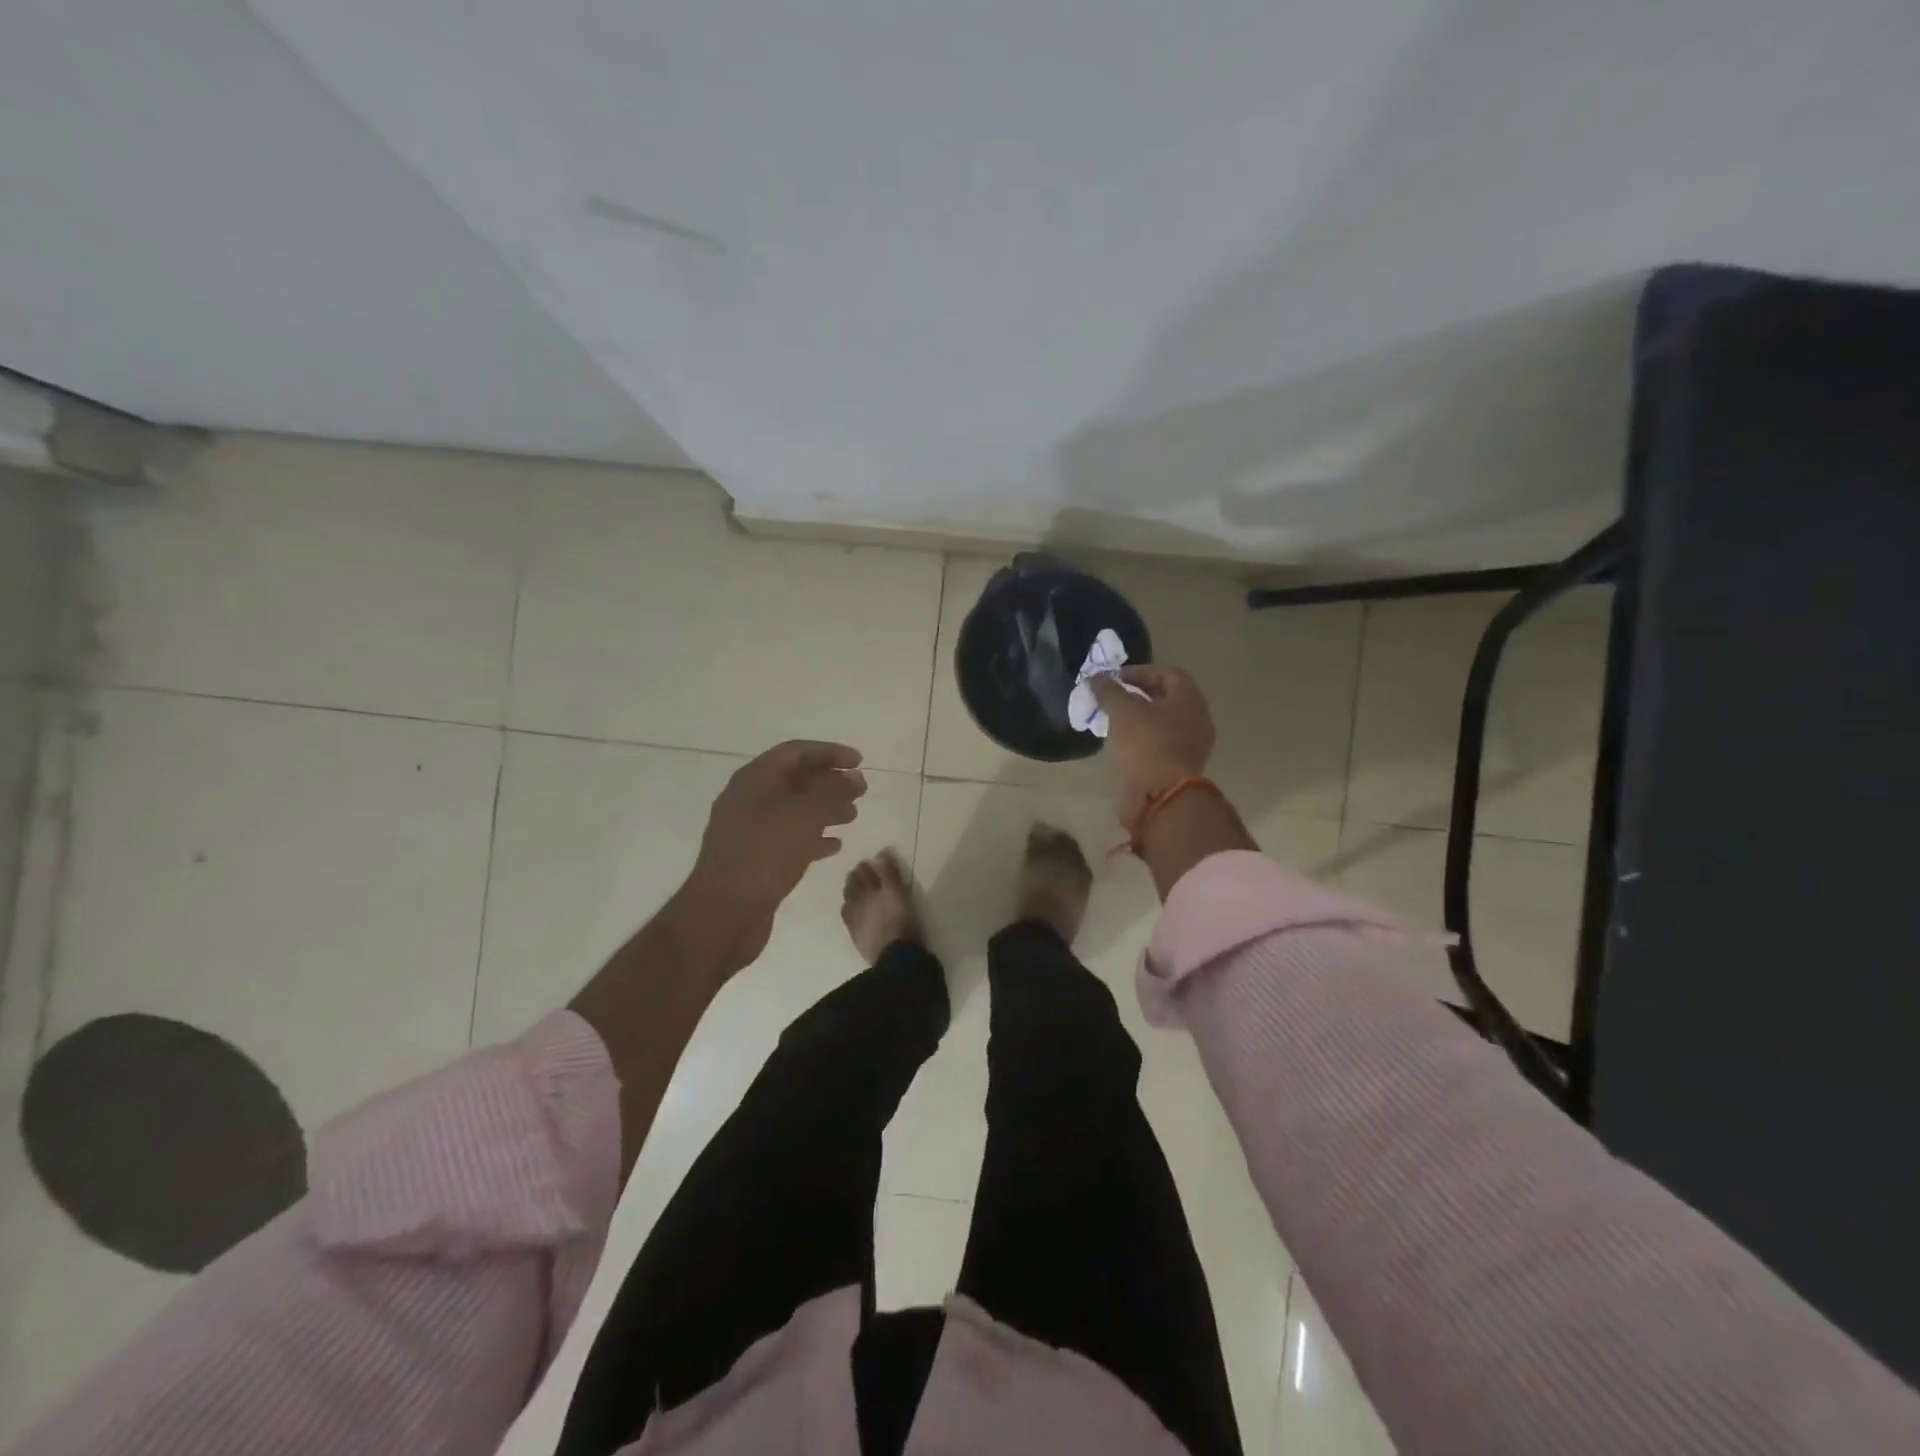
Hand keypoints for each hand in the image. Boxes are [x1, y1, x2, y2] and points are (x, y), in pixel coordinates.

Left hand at [684, 740, 865, 968]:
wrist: (723, 913)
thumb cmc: (765, 854)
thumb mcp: (805, 816)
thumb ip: (833, 792)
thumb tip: (853, 778)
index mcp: (754, 779)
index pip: (796, 752)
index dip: (829, 752)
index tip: (859, 762)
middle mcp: (748, 799)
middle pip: (794, 779)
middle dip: (829, 781)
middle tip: (861, 790)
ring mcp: (749, 830)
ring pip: (793, 809)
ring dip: (825, 809)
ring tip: (853, 815)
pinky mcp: (753, 858)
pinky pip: (788, 838)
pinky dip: (812, 836)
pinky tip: (834, 846)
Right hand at [1091, 665, 1215, 825]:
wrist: (1162, 797)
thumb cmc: (1146, 744)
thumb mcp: (1122, 711)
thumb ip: (1109, 691)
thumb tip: (1096, 678)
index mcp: (1189, 699)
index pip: (1167, 673)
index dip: (1139, 672)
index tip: (1114, 679)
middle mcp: (1196, 719)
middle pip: (1167, 698)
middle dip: (1138, 695)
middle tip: (1112, 698)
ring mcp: (1191, 745)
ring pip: (1163, 722)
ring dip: (1139, 718)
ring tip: (1113, 720)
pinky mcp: (1180, 766)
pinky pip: (1161, 743)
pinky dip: (1143, 739)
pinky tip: (1122, 743)